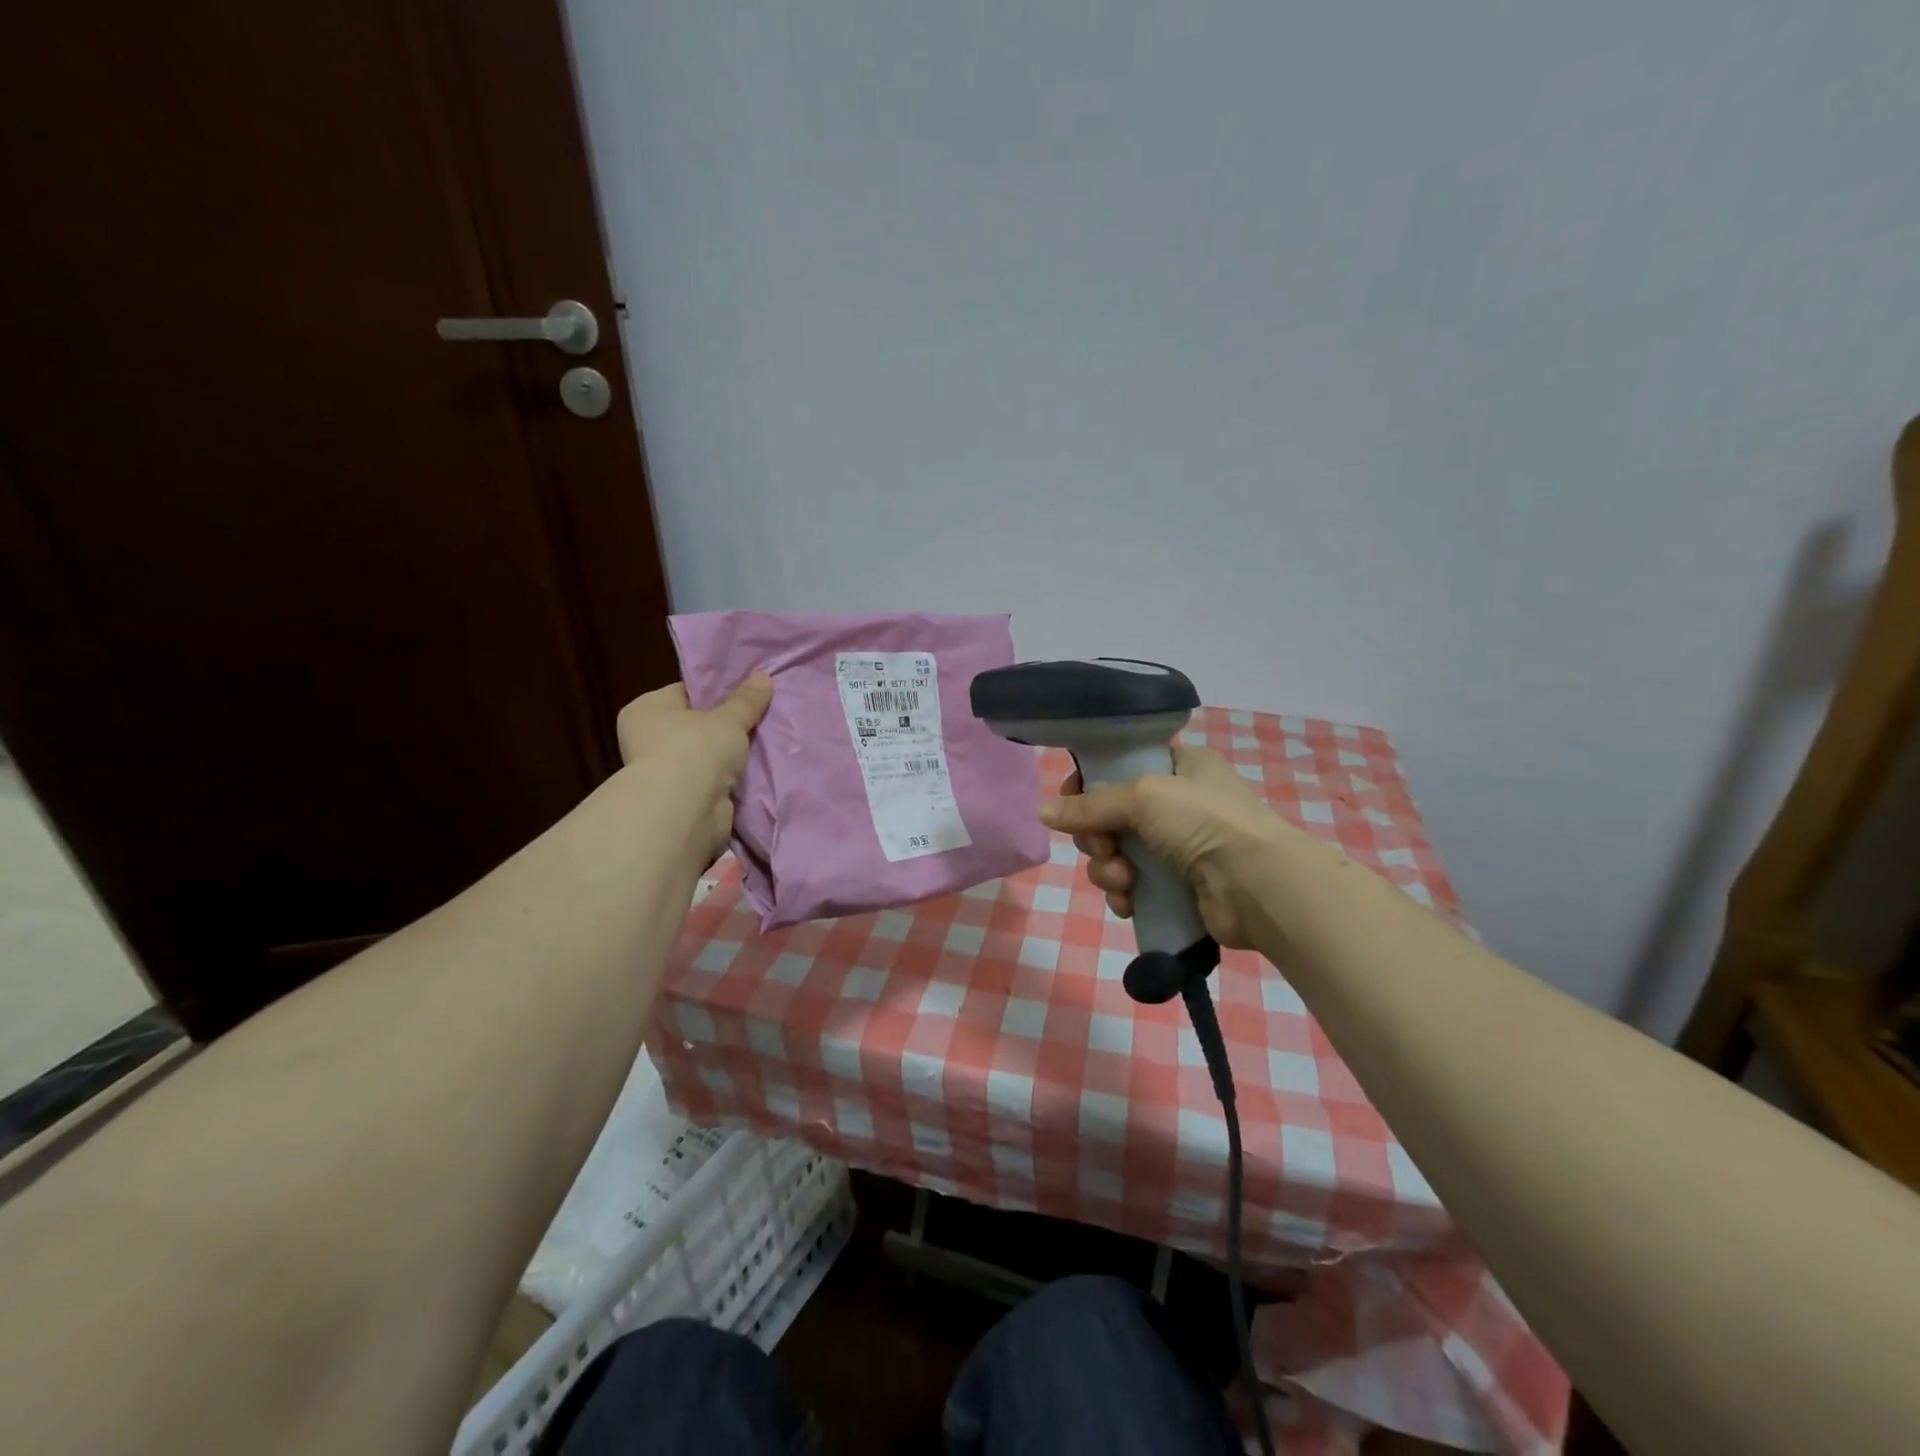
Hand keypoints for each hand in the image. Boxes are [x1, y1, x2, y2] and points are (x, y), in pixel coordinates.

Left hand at [615, 674, 772, 864]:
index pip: (684, 692)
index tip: (745, 694)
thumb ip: (746, 700)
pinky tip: (755, 770)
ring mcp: (663, 772)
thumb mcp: (729, 718)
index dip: (715, 692)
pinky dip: (728, 779)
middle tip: (759, 717)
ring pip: (706, 755)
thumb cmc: (696, 748)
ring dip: (728, 755)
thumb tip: (764, 676)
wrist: (685, 810)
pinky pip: (711, 780)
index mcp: (646, 709)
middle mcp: (646, 738)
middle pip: (695, 725)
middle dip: (725, 726)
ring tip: (764, 742)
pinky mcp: (680, 799)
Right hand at [1039, 746, 1309, 948]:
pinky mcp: (1178, 888)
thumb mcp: (1144, 796)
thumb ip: (1090, 804)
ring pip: (1117, 854)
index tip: (1071, 802)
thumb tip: (1043, 812)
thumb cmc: (1204, 822)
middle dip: (1098, 836)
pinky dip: (1124, 895)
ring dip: (1108, 869)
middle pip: (1111, 816)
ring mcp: (1179, 848)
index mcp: (1181, 767)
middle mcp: (1179, 804)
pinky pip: (1133, 887)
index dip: (1090, 785)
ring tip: (1123, 880)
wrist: (1259, 886)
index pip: (1121, 768)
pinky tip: (1130, 903)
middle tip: (1104, 847)